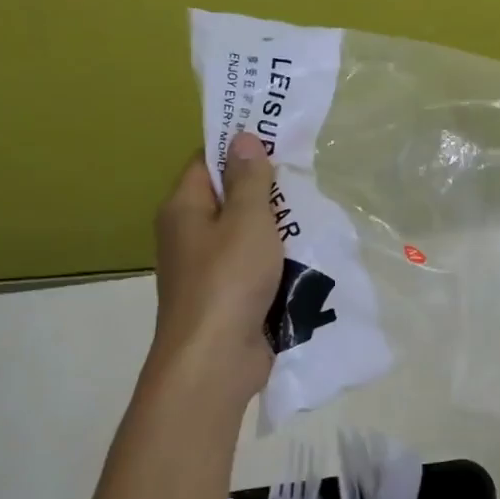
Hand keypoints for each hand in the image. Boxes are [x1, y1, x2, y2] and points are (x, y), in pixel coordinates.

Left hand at [151, 133, 283, 399]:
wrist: (215, 360)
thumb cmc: (229, 280)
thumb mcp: (247, 221)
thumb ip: (250, 179)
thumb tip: (242, 138)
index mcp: (184, 209)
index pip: (207, 162)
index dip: (238, 147)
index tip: (277, 138)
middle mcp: (190, 235)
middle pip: (231, 198)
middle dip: (268, 190)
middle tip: (306, 177)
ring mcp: (209, 268)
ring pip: (248, 234)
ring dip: (278, 227)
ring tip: (315, 214)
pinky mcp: (229, 296)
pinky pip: (256, 265)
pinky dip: (279, 259)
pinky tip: (309, 255)